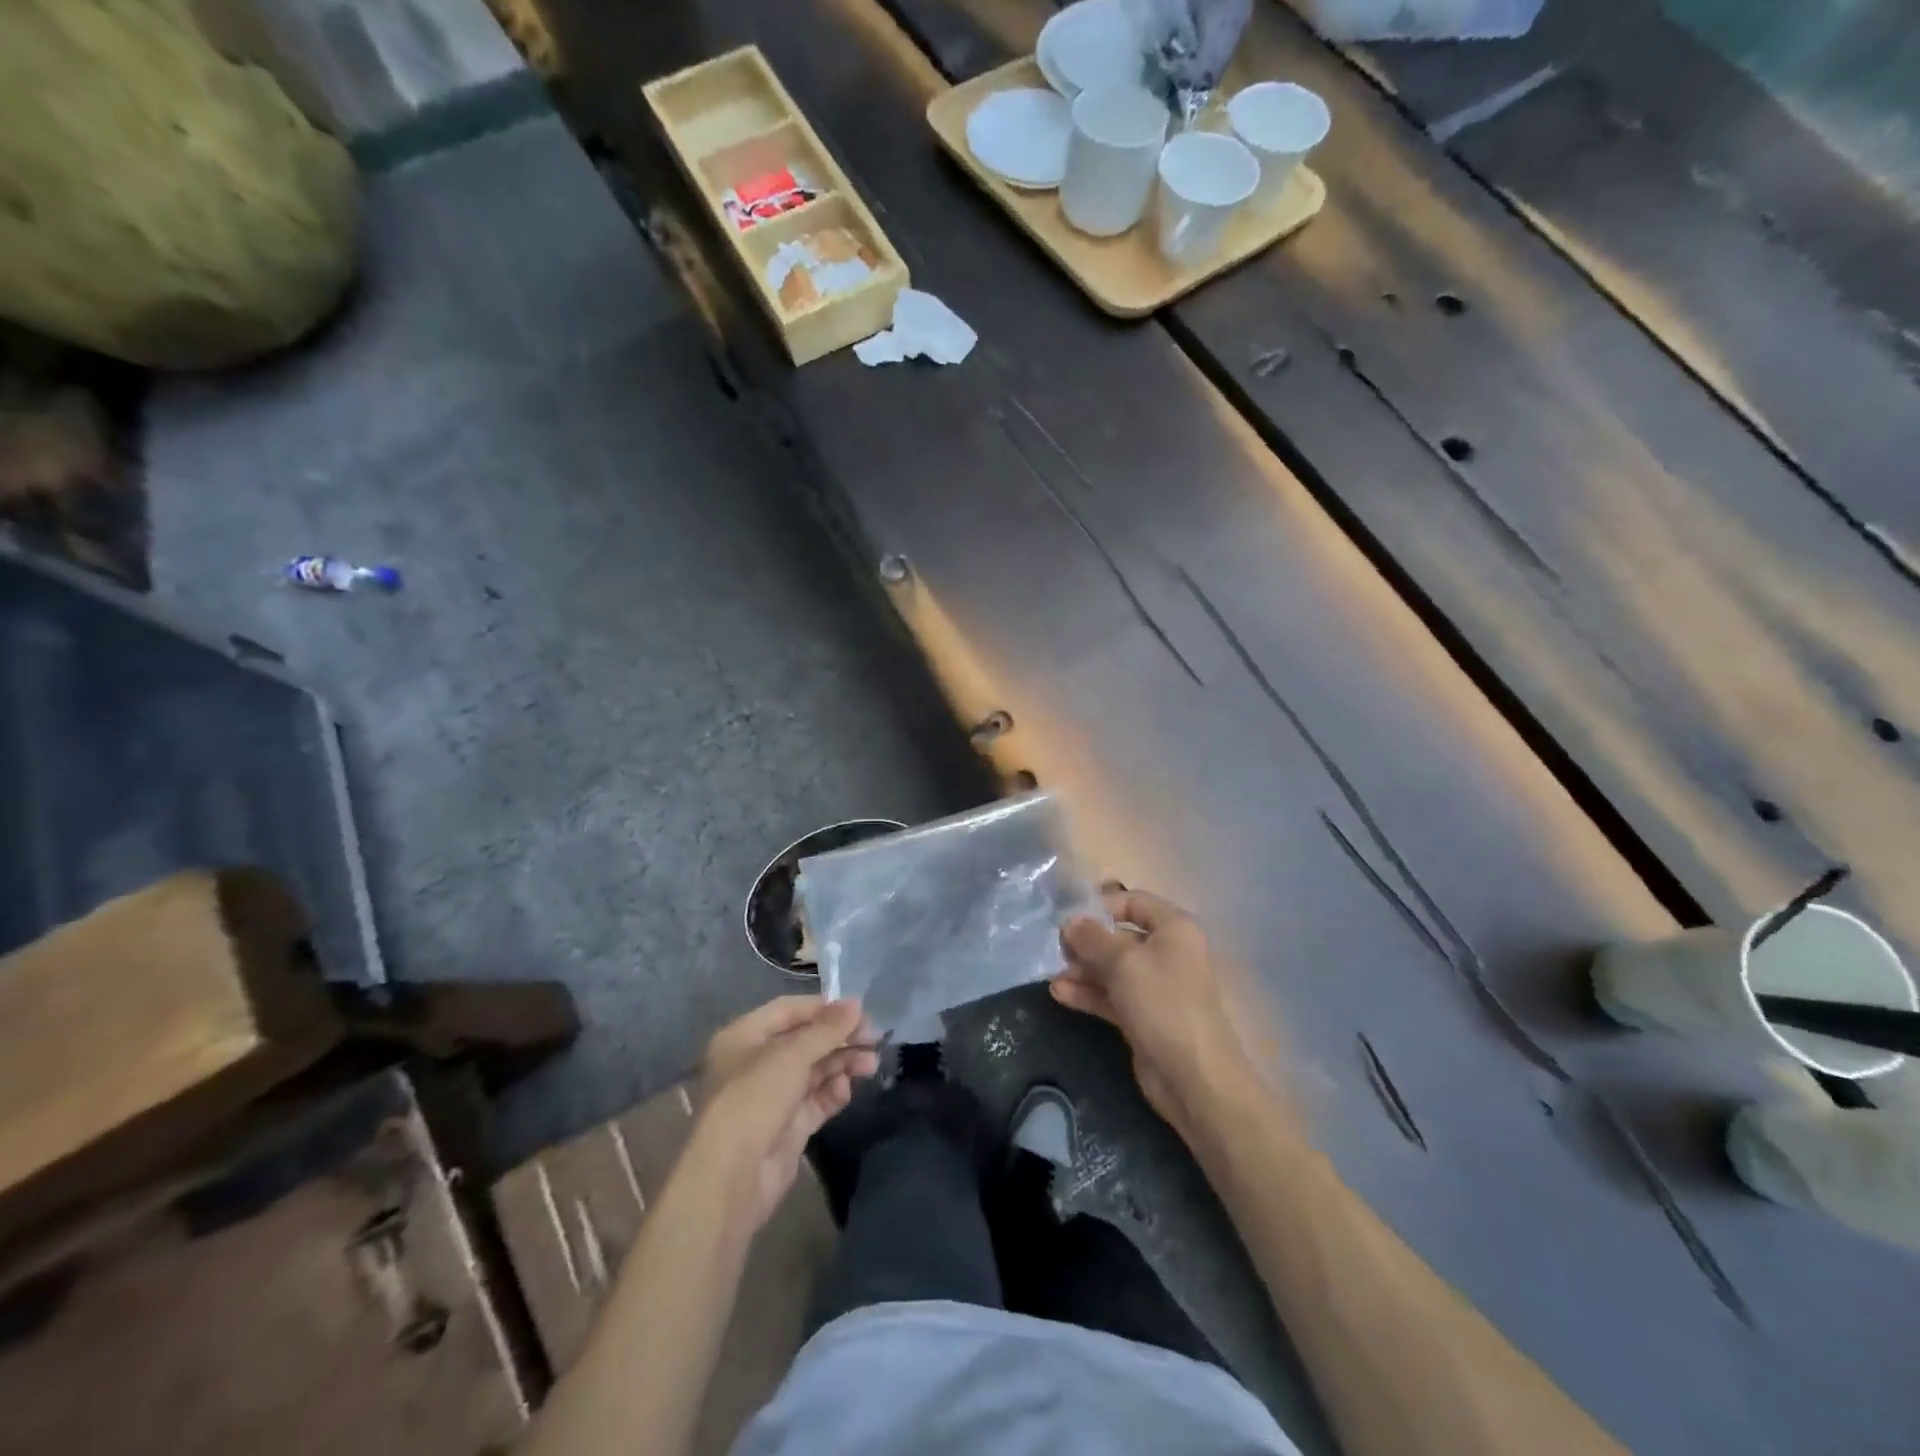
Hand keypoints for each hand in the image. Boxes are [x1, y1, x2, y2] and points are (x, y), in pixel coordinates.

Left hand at [687, 996, 878, 1235]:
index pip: (789, 1010)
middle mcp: (756, 1062)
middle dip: (839, 1038)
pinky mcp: (787, 1126)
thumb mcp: (791, 1055)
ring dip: (842, 1064)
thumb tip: (856, 1004)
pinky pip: (816, 1100)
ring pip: (814, 1070)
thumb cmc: (754, 1099)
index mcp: (744, 1036)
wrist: (732, 1178)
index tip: (860, 1012)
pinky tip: (846, 1090)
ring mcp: (772, 1096)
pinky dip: (833, 1092)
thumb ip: (827, 1029)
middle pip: (805, 1041)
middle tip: (874, 1039)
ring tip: (871, 1065)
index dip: (824, 1009)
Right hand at [1053, 887, 1252, 1141]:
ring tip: (1053, 975)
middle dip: (1087, 942)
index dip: (1102, 906)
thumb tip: (1070, 922)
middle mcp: (1166, 952)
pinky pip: (1112, 995)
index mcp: (1174, 929)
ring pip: (1113, 968)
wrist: (1194, 1078)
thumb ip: (1092, 938)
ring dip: (1083, 969)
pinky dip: (1088, 993)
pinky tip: (1060, 994)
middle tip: (1057, 949)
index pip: (1134, 902)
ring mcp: (1155, 986)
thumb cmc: (1163, 1004)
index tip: (1070, 918)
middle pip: (1120, 936)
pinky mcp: (1143, 1016)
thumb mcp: (1123, 962)